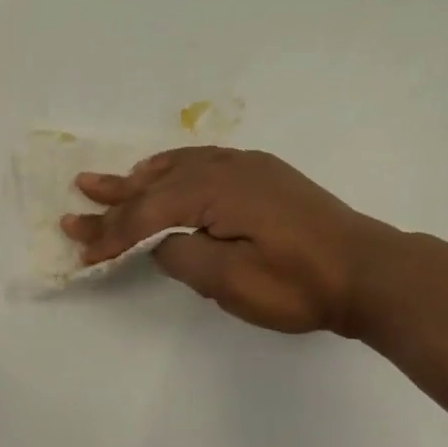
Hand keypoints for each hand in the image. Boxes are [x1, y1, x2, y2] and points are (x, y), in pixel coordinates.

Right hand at [60, 147, 396, 334]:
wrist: (369, 271)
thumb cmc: (299, 284)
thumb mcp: (231, 282)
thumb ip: (183, 257)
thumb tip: (163, 242)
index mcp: (214, 193)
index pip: (147, 214)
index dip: (112, 235)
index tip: (83, 253)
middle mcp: (225, 170)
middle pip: (156, 185)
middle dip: (115, 198)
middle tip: (78, 195)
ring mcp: (247, 168)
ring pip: (178, 168)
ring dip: (140, 178)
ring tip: (108, 181)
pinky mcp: (263, 176)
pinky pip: (203, 162)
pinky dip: (174, 168)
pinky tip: (165, 171)